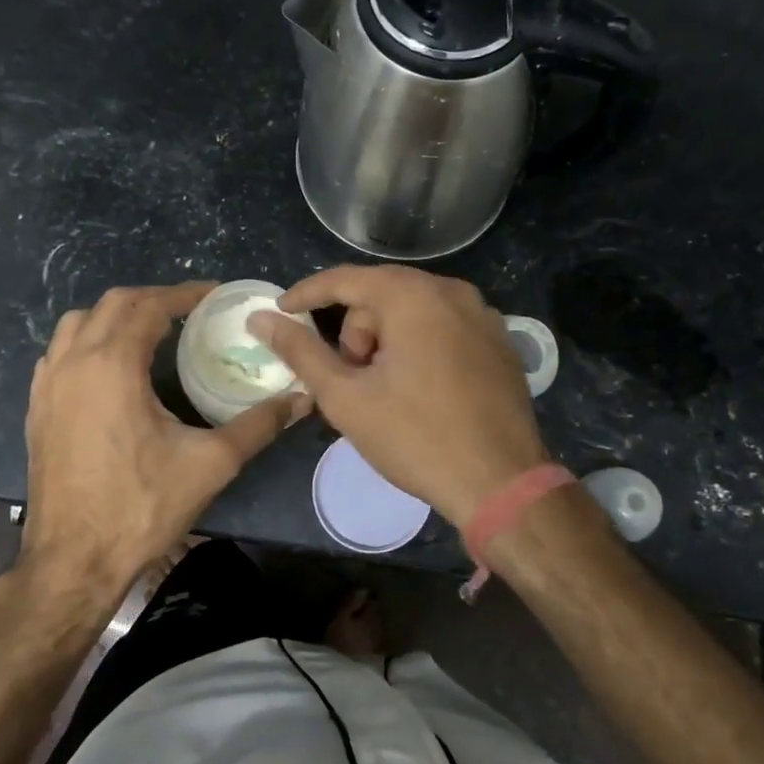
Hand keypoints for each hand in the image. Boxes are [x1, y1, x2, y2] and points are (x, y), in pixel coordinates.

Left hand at [24, 282, 308, 597]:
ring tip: (149, 332)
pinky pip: (58, 353)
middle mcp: (74, 362)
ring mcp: (48, 385)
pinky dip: (86, 342)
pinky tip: (109, 368)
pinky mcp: (36, 409)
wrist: (73, 561)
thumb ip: (259, 425)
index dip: (184, 294)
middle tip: (188, 311)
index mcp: (113, 365)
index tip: (213, 295)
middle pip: (112, 304)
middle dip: (151, 299)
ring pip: (77, 323)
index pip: (149, 306)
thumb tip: (302, 400)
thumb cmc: (141, 507)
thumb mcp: (211, 463)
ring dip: (114, 316)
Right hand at [247, 265, 546, 526]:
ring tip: (386, 391)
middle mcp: (452, 291)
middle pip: (381, 297)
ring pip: (413, 311)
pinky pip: (444, 327)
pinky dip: (420, 346)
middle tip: (352, 381)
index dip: (306, 294)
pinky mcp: (500, 340)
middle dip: (355, 333)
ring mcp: (483, 314)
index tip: (280, 312)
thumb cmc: (416, 437)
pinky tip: (420, 390)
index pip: (345, 280)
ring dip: (387, 342)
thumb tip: (261, 319)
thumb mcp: (346, 397)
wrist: (502, 483)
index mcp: (413, 296)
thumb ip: (300, 351)